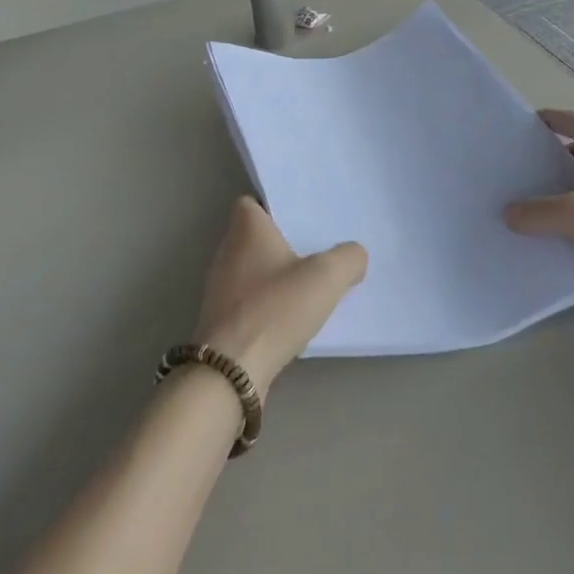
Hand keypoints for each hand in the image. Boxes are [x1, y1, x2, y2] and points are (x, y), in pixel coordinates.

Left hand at [193, 197, 366, 392]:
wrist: (232, 370)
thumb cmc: (275, 309)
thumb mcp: (326, 278)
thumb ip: (348, 259)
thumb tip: (355, 255)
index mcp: (246, 230)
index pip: (250, 203)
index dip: (273, 207)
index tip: (300, 219)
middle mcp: (227, 252)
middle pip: (253, 237)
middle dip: (281, 244)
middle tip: (315, 251)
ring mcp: (219, 288)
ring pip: (250, 270)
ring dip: (274, 277)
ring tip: (308, 286)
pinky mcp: (221, 320)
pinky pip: (248, 300)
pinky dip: (266, 304)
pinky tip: (290, 318)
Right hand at [504, 108, 573, 316]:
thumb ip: (536, 212)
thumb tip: (509, 214)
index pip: (567, 121)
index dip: (539, 122)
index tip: (511, 132)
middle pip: (573, 155)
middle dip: (543, 166)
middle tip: (511, 179)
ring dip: (558, 198)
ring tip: (525, 212)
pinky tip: (555, 238)